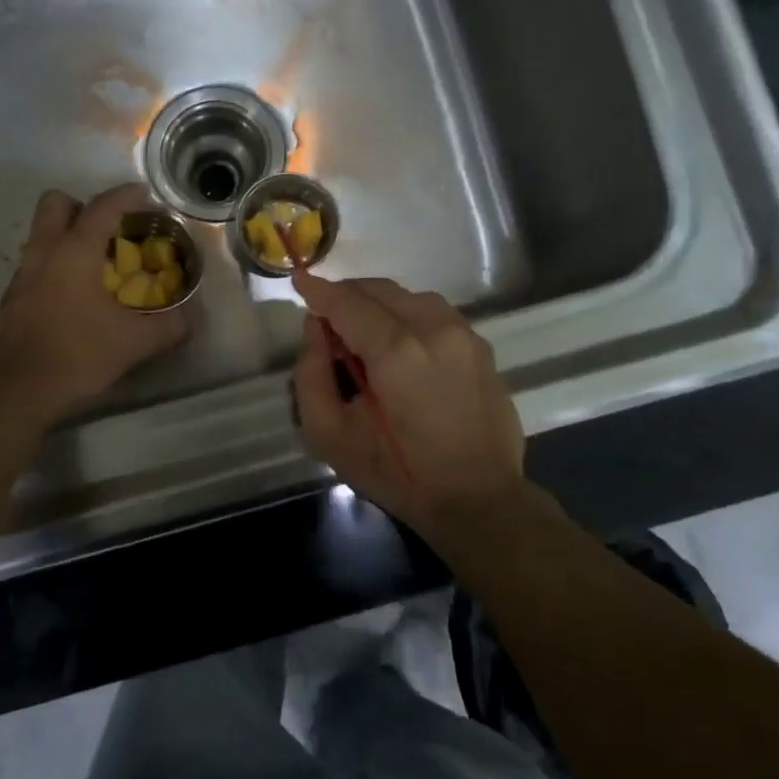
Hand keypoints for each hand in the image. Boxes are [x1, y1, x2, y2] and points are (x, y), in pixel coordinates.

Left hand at [0, 184, 190, 423]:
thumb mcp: (134, 343)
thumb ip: (169, 326)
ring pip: (42, 235)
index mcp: (75, 252)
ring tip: (97, 266)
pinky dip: (56, 268)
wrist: (16, 390)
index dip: (126, 196)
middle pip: (56, 204)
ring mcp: (23, 275)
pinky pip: (36, 265)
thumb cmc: (77, 355)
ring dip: (68, 238)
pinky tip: (75, 298)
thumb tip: (192, 316)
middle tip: (109, 230)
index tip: (145, 195)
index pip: (102, 207)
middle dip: (83, 207)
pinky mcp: (12, 299)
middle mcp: (44, 253)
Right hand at [291, 273, 527, 541]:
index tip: (298, 278)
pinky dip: (407, 314)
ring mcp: (463, 335)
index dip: (317, 289)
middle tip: (325, 317)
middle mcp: (433, 329)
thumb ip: (311, 376)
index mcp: (396, 351)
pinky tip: (398, 343)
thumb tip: (315, 330)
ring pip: (409, 296)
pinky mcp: (481, 346)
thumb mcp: (331, 437)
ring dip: (378, 303)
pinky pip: (434, 313)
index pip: (347, 304)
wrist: (478, 500)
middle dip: (346, 294)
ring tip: (360, 331)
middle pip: (379, 290)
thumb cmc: (399, 474)